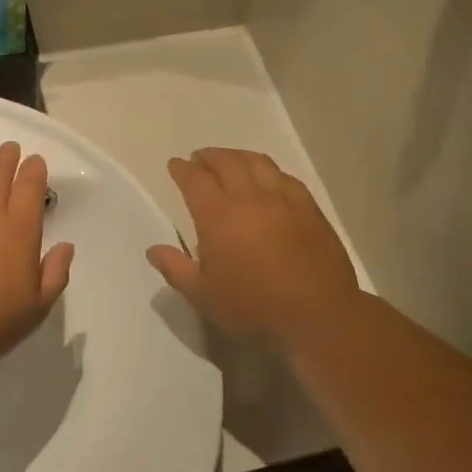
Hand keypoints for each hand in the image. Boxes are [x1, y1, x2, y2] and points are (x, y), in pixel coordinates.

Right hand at [147, 149, 359, 351]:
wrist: (318, 315)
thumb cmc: (254, 307)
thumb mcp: (203, 296)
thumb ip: (175, 269)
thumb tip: (153, 250)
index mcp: (218, 215)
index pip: (195, 180)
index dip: (182, 170)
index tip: (175, 165)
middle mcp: (249, 197)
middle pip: (226, 162)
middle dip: (209, 156)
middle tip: (199, 158)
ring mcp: (283, 199)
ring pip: (257, 162)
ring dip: (238, 156)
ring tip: (230, 160)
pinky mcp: (309, 208)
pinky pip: (284, 177)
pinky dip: (269, 170)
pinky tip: (268, 178)